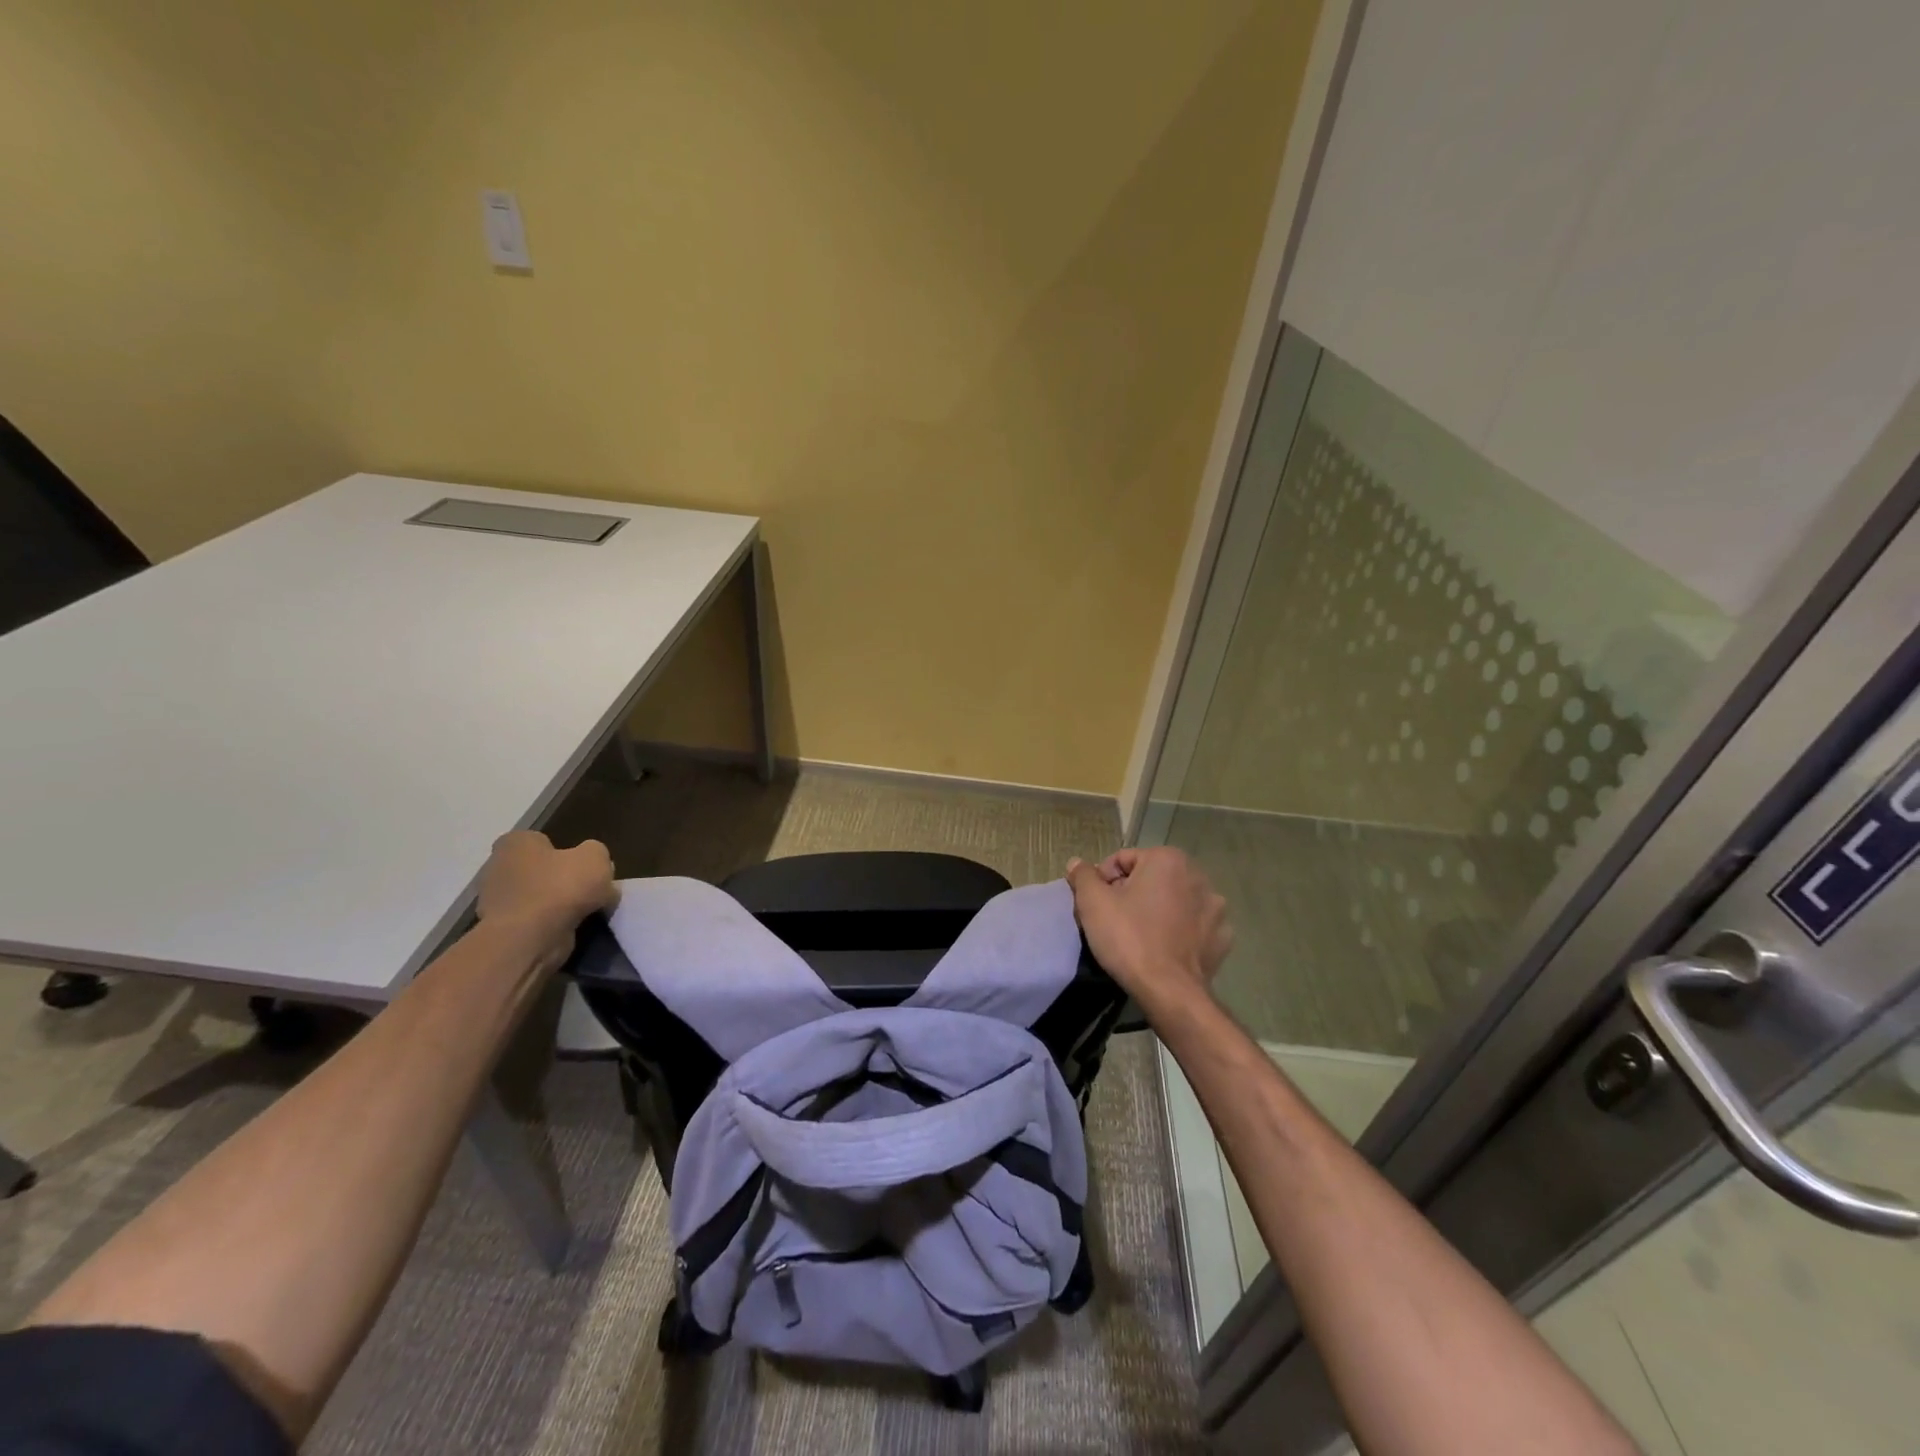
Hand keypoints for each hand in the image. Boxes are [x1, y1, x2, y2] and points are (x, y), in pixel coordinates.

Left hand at [476, 831, 617, 971]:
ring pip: (536, 897)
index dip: (565, 851)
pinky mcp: (500, 931)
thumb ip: (597, 855)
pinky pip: (532, 922)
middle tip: (587, 891)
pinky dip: (548, 926)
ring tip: (583, 913)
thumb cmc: (560, 887)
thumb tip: (593, 868)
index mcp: (516, 843)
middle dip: (559, 879)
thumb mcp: (595, 858)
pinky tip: (568, 929)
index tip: (582, 866)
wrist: (530, 940)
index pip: (541, 840)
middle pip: (539, 870)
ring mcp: (495, 902)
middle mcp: (497, 868)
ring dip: (555, 905)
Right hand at [1065, 847, 1231, 1011]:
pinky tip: (1165, 948)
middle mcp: (1198, 876)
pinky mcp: (1223, 937)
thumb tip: (1077, 863)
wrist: (1169, 992)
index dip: (1103, 881)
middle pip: (1150, 878)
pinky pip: (1193, 925)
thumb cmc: (1128, 938)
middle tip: (1114, 920)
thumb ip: (1083, 875)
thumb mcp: (1092, 903)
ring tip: (1140, 936)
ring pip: (1174, 901)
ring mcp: (1216, 908)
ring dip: (1157, 910)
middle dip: (1131, 894)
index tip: (1096, 906)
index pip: (1123, 860)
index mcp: (1168, 859)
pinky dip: (1179, 931)